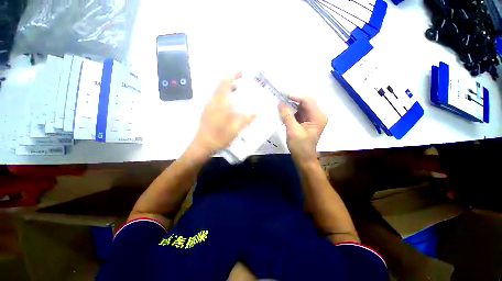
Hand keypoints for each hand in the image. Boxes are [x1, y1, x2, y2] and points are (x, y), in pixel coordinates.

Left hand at [191, 72, 255, 155]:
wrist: (202, 145)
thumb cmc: (219, 136)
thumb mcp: (235, 129)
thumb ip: (246, 119)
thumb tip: (256, 112)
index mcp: (220, 103)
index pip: (225, 83)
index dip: (233, 74)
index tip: (242, 71)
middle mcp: (213, 101)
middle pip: (221, 85)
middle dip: (232, 79)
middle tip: (243, 80)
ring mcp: (209, 106)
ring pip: (218, 91)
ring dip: (228, 88)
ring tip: (239, 90)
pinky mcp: (208, 111)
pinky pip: (217, 98)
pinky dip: (225, 96)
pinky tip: (231, 104)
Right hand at [279, 96, 327, 163]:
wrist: (304, 159)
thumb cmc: (300, 146)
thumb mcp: (293, 130)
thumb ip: (287, 116)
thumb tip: (280, 103)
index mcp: (318, 116)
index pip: (307, 100)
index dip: (294, 96)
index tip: (282, 95)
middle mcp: (317, 115)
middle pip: (305, 102)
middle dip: (292, 100)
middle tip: (279, 98)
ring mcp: (312, 118)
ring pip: (301, 107)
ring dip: (291, 105)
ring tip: (280, 104)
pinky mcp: (307, 122)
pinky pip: (299, 113)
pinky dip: (291, 111)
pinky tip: (283, 112)